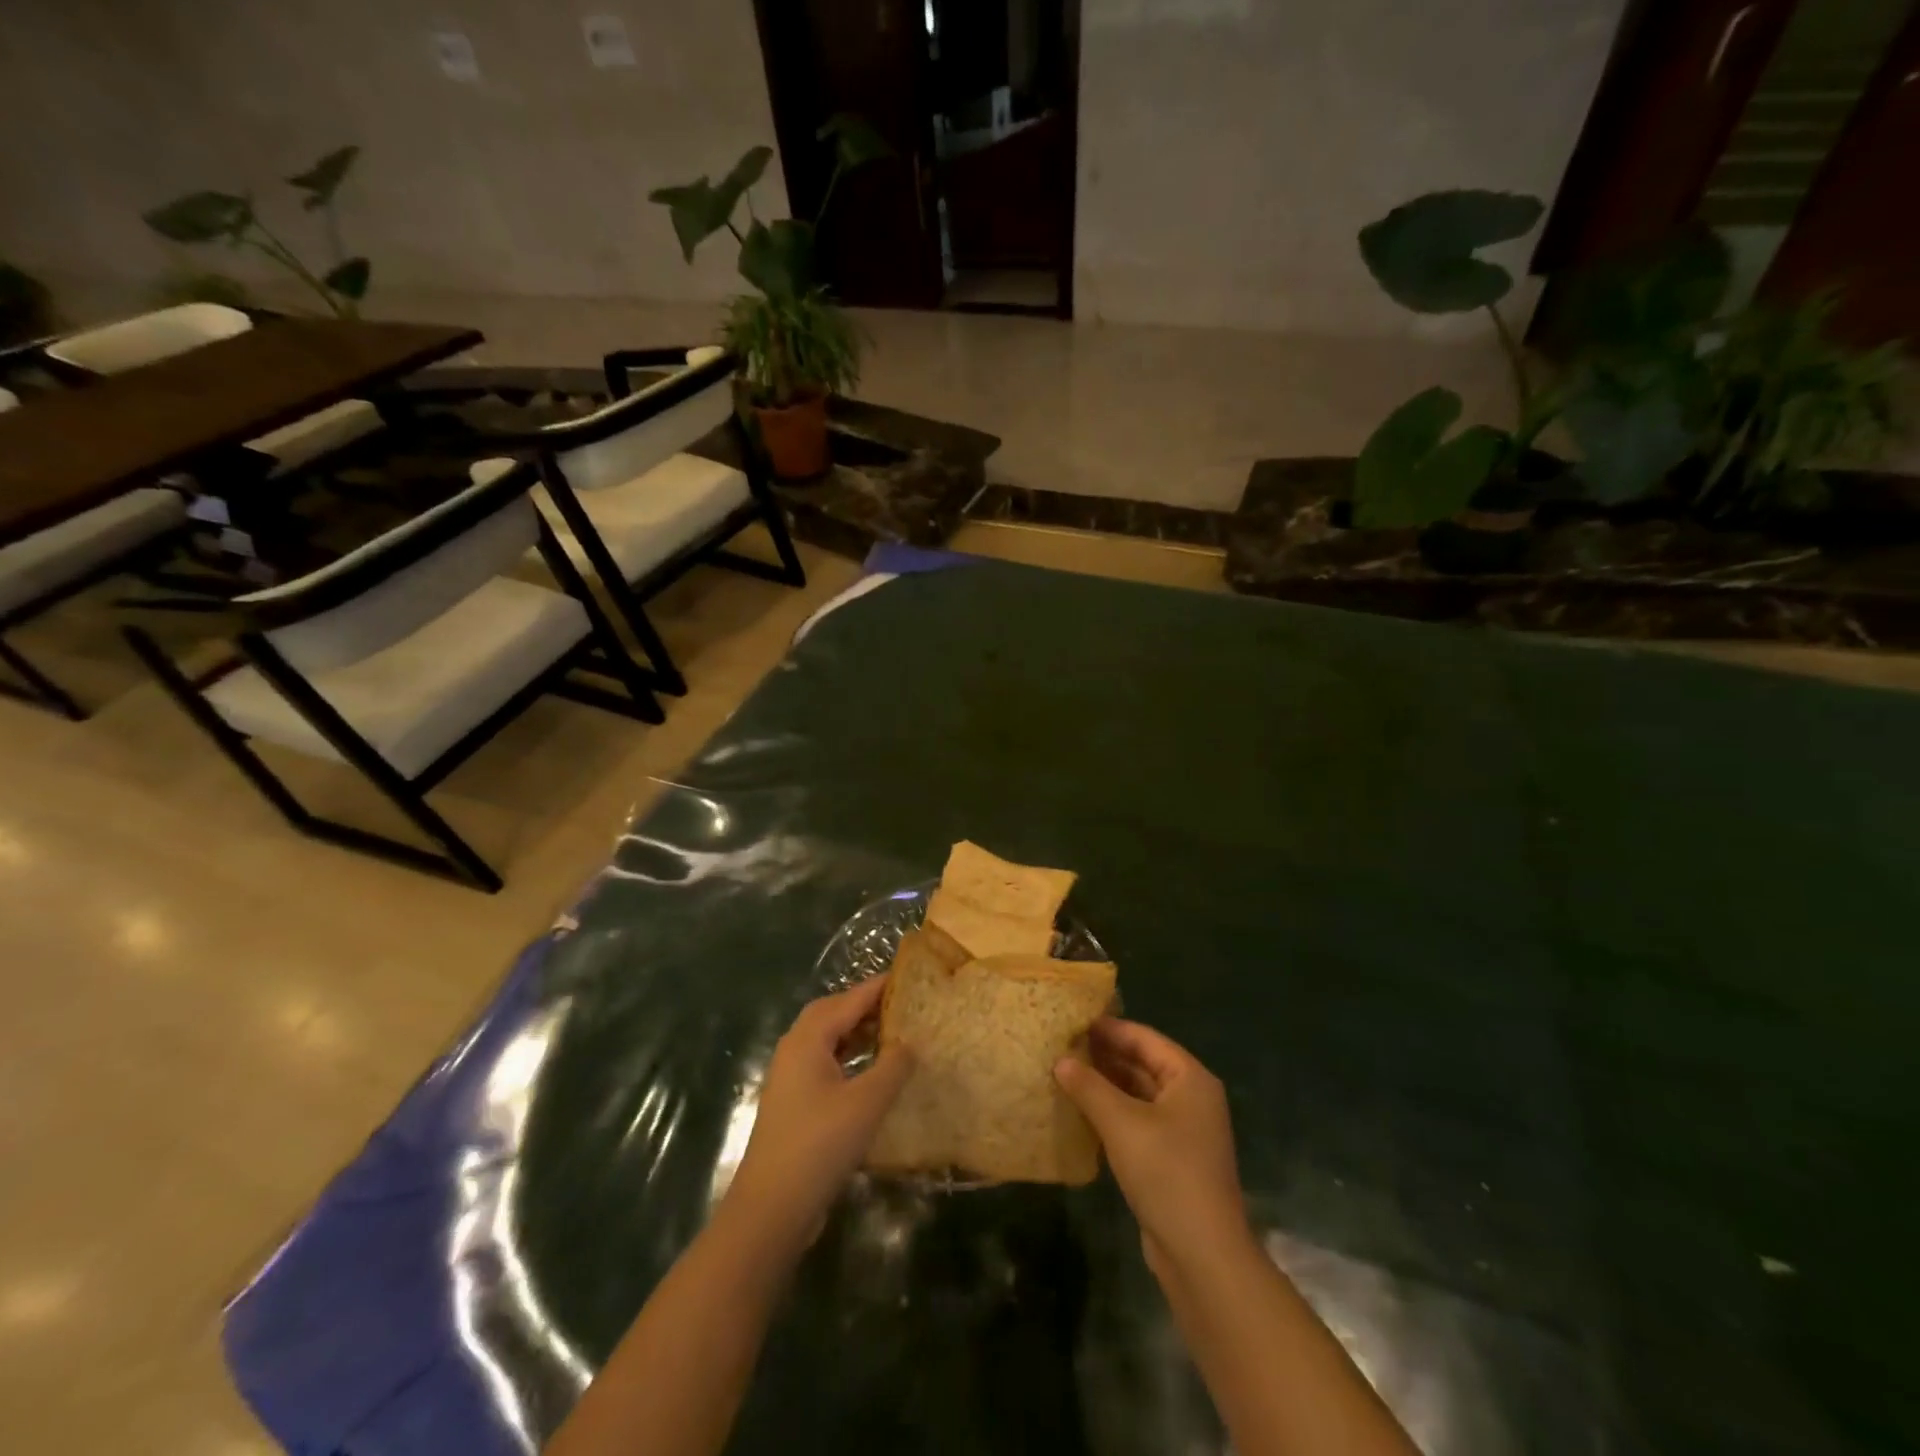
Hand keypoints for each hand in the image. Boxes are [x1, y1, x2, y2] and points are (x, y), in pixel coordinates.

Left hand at [723, 976, 912, 1256]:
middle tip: (900, 1003)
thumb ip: (892, 1066)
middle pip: (832, 1013)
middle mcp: (795, 1049)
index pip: (849, 1000)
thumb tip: (909, 1042)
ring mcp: (790, 1076)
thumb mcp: (867, 1102)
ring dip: (856, 1031)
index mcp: (808, 1039)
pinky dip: (848, 1056)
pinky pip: (824, 1062)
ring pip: (827, 1039)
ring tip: (891, 1031)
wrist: (771, 1207)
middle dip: (865, 1005)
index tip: (908, 975)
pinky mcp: (793, 1102)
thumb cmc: (820, 1144)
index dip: (879, 987)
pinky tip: (870, 1072)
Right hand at [1055, 1019, 1251, 1282]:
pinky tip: (1082, 1112)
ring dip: (1106, 1085)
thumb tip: (1061, 1060)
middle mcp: (1191, 1097)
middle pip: (1143, 1064)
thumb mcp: (1121, 1123)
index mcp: (1190, 1078)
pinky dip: (1112, 1112)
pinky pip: (1138, 1121)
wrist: (1202, 1254)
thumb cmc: (1166, 1172)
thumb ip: (1089, 1086)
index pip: (1144, 1038)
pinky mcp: (1172, 1158)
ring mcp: (1183, 1130)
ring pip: (1138, 1094)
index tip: (1072, 1021)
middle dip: (1104, 1055)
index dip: (1108, 1028)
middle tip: (1062, 1046)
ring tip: (1065, 1073)